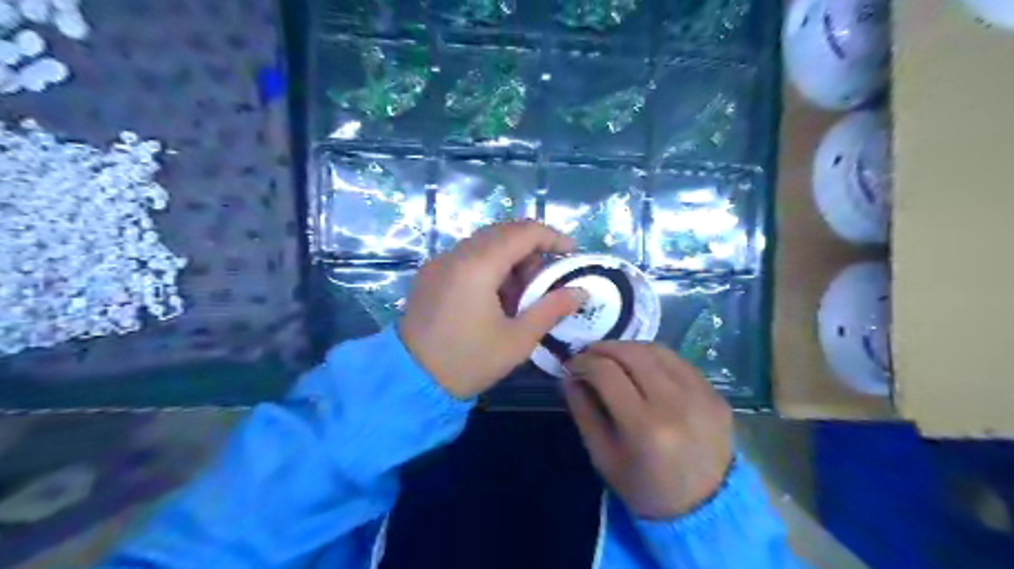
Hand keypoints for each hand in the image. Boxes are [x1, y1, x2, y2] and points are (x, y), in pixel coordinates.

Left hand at [398, 220, 582, 396]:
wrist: (410, 381)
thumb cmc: (468, 361)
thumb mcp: (518, 339)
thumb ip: (552, 309)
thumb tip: (580, 291)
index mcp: (478, 265)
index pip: (523, 232)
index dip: (552, 237)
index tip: (571, 253)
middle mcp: (456, 254)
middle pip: (503, 233)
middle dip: (531, 250)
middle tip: (545, 280)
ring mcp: (439, 262)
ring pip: (484, 244)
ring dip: (509, 259)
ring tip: (520, 295)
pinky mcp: (430, 275)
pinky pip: (467, 257)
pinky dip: (489, 267)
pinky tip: (494, 298)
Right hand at [567, 342, 732, 519]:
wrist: (706, 511)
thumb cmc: (645, 488)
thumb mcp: (603, 456)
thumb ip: (583, 411)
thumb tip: (568, 376)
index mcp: (645, 427)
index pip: (607, 373)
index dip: (583, 362)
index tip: (571, 365)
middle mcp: (676, 403)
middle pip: (632, 354)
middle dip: (603, 348)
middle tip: (587, 354)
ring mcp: (701, 395)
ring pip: (657, 350)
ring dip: (628, 347)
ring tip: (612, 356)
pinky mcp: (715, 393)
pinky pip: (678, 361)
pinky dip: (653, 357)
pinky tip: (641, 366)